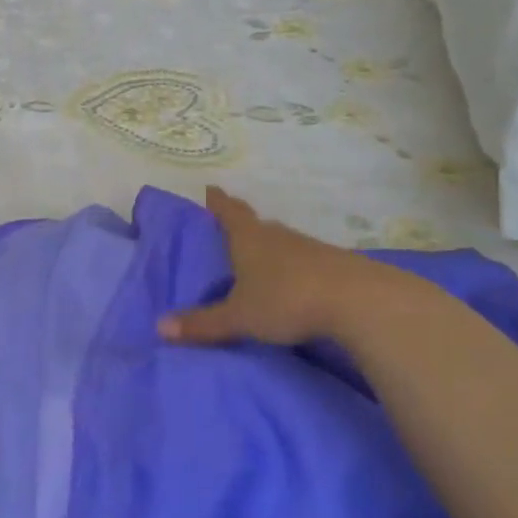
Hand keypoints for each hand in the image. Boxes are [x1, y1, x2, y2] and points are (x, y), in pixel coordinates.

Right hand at [159, 186, 407, 347]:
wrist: (357, 300)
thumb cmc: (286, 300)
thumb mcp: (239, 317)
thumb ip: (203, 323)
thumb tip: (160, 327)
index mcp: (249, 239)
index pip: (228, 213)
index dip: (217, 202)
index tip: (211, 189)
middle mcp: (277, 236)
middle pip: (256, 224)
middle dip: (242, 225)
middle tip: (230, 228)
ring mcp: (309, 247)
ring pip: (281, 241)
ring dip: (269, 246)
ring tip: (259, 258)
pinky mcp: (333, 264)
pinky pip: (304, 259)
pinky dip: (293, 265)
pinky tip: (294, 281)